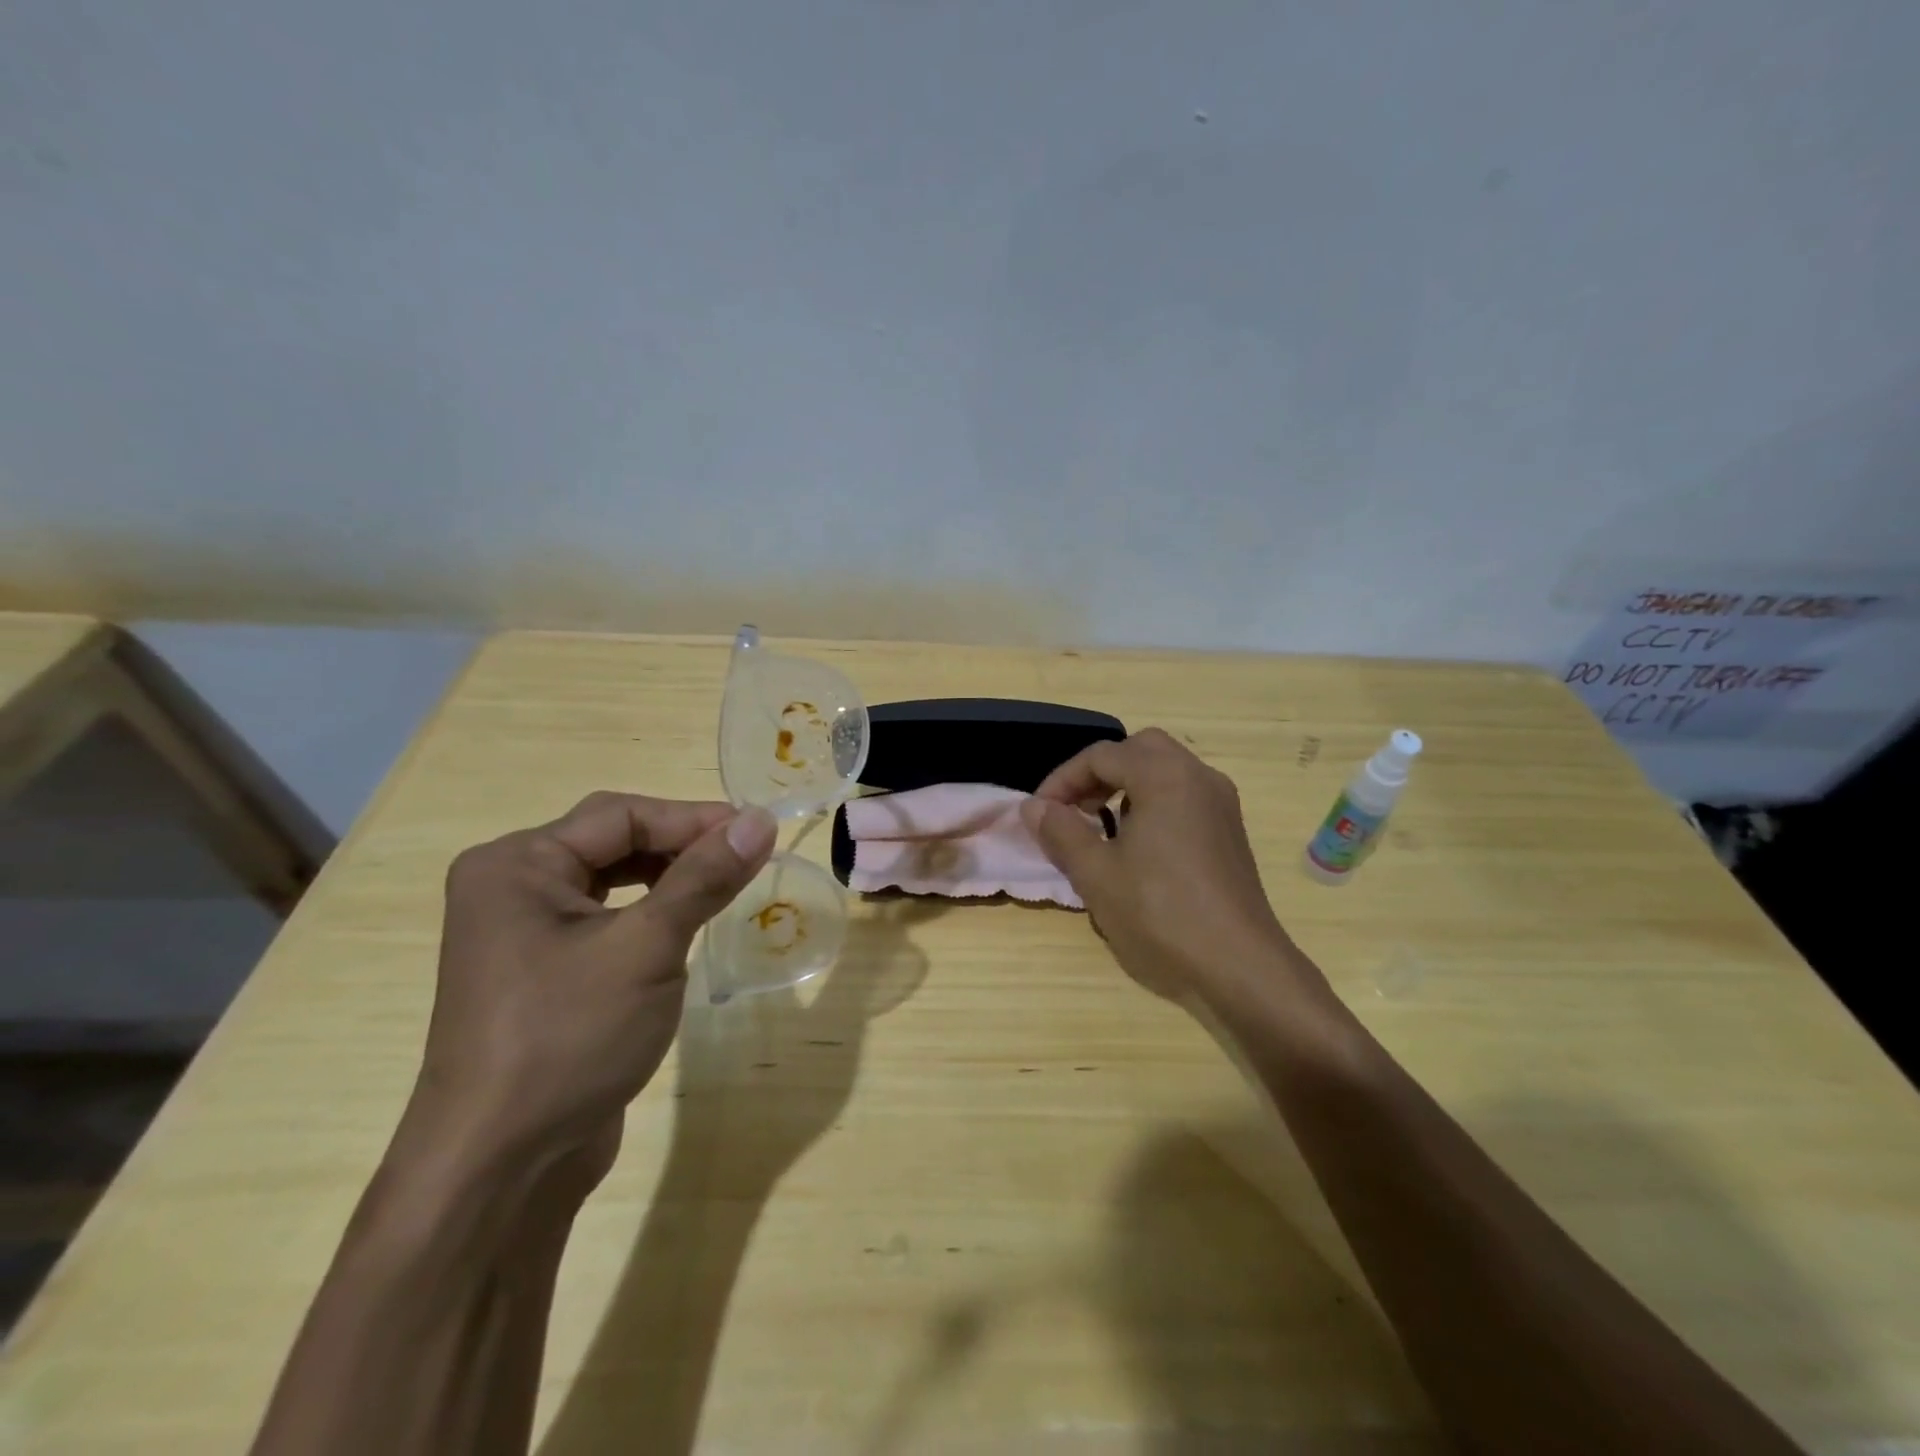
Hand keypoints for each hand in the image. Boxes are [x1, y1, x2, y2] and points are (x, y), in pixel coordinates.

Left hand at [402, 792, 777, 1181]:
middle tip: (747, 857)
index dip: (693, 818)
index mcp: (517, 864)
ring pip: (612, 879)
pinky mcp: (542, 970)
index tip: (758, 830)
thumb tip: (761, 819)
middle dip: (682, 845)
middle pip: (613, 840)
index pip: (620, 815)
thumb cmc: (569, 1038)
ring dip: (670, 877)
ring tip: (726, 884)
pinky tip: (685, 924)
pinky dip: (650, 911)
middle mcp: (510, 886)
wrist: (500, 1168)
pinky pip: (606, 918)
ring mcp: (522, 932)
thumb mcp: (647, 947)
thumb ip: (704, 877)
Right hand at [1023, 729, 1310, 999]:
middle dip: (1098, 773)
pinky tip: (1138, 847)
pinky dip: (1153, 802)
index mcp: (1165, 777)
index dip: (1062, 780)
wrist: (1240, 968)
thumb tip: (1033, 806)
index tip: (1040, 814)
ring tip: (1100, 827)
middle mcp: (1199, 777)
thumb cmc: (1160, 914)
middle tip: (1073, 809)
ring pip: (1165, 770)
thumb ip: (1061, 832)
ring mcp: (1221, 804)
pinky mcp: (1230, 832)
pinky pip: (1184, 795)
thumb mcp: (1096, 875)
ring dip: (1126, 786)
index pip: (1101, 756)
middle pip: (1139, 750)